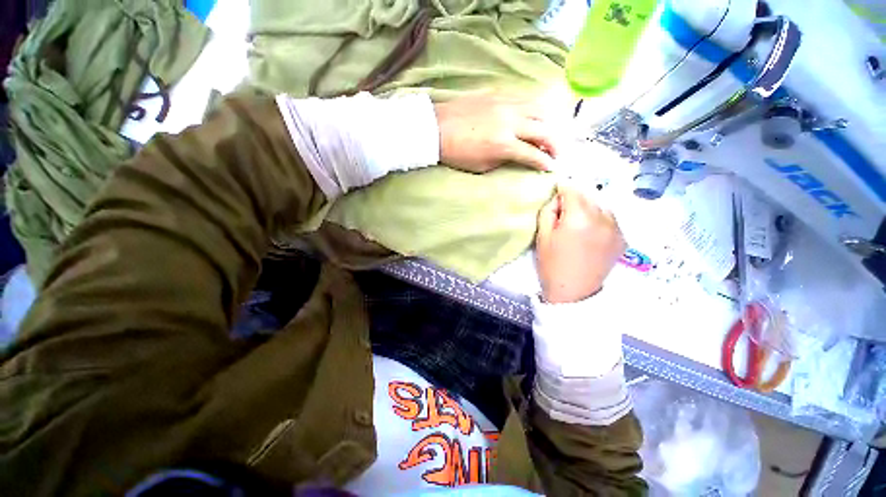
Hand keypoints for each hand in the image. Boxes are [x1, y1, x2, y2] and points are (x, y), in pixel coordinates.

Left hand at [434, 92, 569, 172]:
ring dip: (549, 123)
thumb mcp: (482, 166)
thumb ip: (503, 160)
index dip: (545, 162)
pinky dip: (535, 110)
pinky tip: (533, 117)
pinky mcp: (499, 94)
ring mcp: (506, 104)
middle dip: (555, 144)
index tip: (551, 166)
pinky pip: (525, 99)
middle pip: (544, 130)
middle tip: (557, 152)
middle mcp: (510, 122)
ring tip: (548, 133)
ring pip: (539, 109)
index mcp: (503, 145)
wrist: (437, 128)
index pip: (533, 154)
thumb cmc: (457, 153)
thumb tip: (517, 156)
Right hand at [536, 184, 625, 303]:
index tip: (556, 190)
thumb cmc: (552, 264)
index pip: (572, 189)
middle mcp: (603, 218)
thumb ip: (548, 211)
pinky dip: (599, 219)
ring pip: (601, 205)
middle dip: (574, 198)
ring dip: (589, 208)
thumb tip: (558, 198)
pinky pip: (610, 219)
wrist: (573, 291)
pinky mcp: (623, 238)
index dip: (562, 187)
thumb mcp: (542, 236)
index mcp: (580, 218)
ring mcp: (616, 228)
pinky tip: (590, 232)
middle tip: (563, 211)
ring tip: (578, 223)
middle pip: (588, 195)